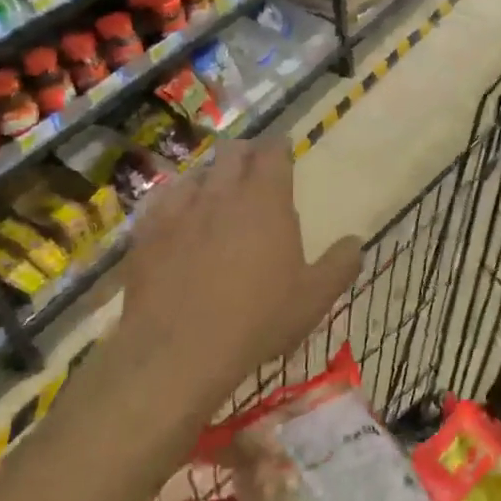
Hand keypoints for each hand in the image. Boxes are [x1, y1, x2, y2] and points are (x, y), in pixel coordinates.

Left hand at [116, 141, 361, 406]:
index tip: (283, 152)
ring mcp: (178, 210)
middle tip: (254, 172)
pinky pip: (162, 203)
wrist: (176, 352)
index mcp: (266, 200)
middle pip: (233, 152)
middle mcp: (222, 193)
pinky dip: (175, 204)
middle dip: (246, 155)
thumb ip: (340, 265)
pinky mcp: (145, 233)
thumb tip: (355, 242)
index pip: (273, 151)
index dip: (279, 148)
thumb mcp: (313, 299)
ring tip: (216, 198)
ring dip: (211, 179)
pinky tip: (178, 223)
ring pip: (197, 174)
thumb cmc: (256, 320)